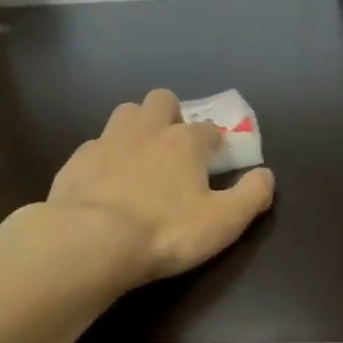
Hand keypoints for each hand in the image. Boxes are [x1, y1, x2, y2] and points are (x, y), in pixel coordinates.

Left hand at [48, 89, 274, 283]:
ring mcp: (107, 141)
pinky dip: (105, 157)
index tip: (217, 159)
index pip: (208, 129)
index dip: (215, 142)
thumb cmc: (166, 230)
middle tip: (174, 146)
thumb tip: (266, 175)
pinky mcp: (76, 160)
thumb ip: (251, 196)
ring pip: (125, 114)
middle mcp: (146, 130)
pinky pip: (95, 146)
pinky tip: (106, 181)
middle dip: (171, 115)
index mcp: (185, 141)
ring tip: (140, 157)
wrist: (91, 241)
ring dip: (136, 127)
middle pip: (161, 101)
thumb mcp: (223, 221)